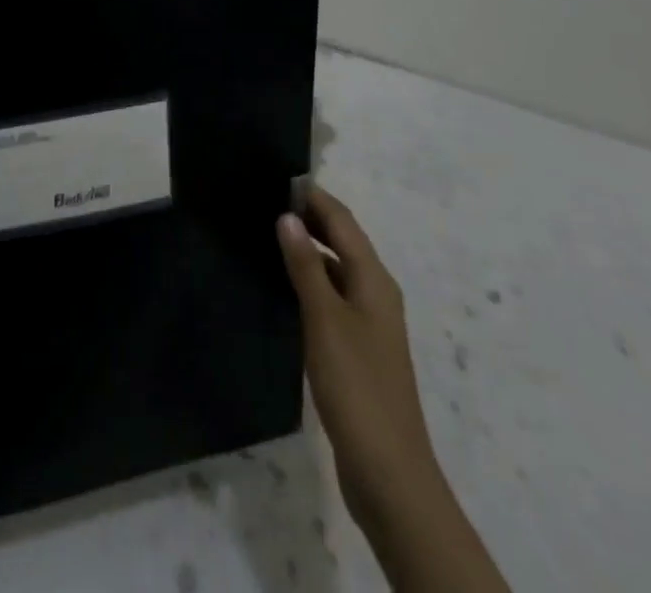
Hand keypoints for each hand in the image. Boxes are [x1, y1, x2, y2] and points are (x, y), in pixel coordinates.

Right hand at [277, 187, 431, 527]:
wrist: (388, 473)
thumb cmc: (357, 387)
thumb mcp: (325, 320)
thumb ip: (306, 266)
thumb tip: (288, 216)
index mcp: (374, 279)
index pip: (342, 220)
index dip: (312, 197)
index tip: (275, 177)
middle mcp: (375, 292)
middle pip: (342, 241)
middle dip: (309, 218)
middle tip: (262, 201)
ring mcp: (368, 322)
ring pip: (336, 269)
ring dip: (307, 249)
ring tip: (264, 235)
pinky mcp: (357, 348)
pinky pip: (331, 296)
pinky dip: (309, 280)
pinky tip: (281, 286)